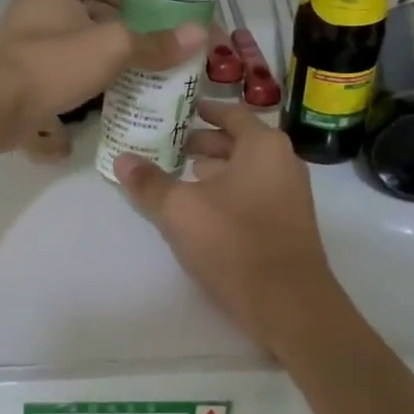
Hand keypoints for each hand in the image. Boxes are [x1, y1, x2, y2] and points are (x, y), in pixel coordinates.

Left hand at [0, 0, 205, 134]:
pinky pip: (56, 64)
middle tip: (144, 44)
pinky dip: (78, 72)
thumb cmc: (52, 63)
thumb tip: (200, 33)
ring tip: (129, 69)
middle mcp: (34, 5)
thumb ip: (154, 42)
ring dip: (96, 51)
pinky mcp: (17, 71)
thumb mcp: (112, 48)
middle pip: (82, 8)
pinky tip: (100, 92)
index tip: (143, 11)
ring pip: (70, 38)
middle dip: (112, 24)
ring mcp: (22, 39)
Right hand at [114, 101, 342, 350]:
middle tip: (169, 144)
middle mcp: (284, 161)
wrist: (288, 303)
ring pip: (247, 169)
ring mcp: (291, 194)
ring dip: (216, 169)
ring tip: (182, 174)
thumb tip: (121, 160)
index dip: (202, 111)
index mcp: (263, 145)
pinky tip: (204, 209)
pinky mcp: (290, 223)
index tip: (177, 111)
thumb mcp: (180, 209)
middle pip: (239, 141)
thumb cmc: (233, 241)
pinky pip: (255, 192)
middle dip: (204, 142)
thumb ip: (149, 183)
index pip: (230, 113)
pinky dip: (229, 191)